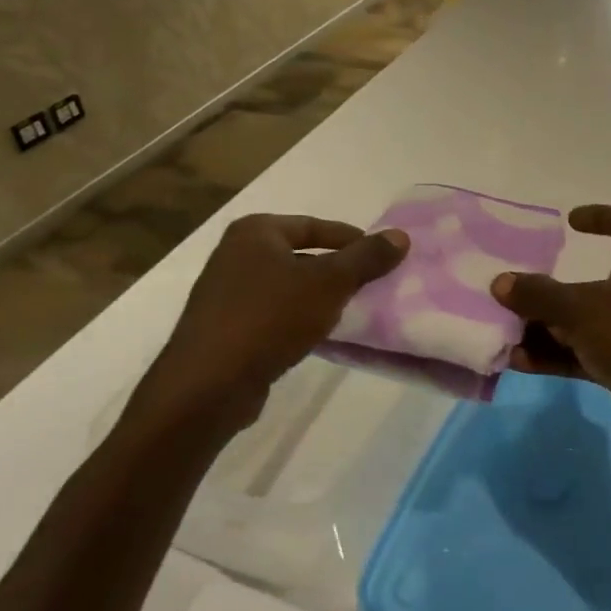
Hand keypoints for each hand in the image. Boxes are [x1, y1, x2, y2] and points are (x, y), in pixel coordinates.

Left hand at [134, 214, 407, 433]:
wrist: (208, 384)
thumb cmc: (270, 318)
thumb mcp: (329, 283)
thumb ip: (366, 258)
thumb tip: (401, 236)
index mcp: (255, 232)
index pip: (314, 225)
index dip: (352, 239)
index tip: (381, 256)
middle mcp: (235, 255)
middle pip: (301, 254)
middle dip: (336, 270)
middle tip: (371, 284)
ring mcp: (225, 293)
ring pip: (287, 286)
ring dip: (318, 296)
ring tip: (351, 310)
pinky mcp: (225, 328)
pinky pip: (273, 313)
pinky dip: (298, 318)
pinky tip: (318, 335)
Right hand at [491, 205, 610, 472]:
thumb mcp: (582, 310)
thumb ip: (540, 295)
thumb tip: (501, 282)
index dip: (603, 216)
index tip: (570, 222)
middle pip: (596, 281)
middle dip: (553, 288)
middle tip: (516, 291)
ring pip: (586, 323)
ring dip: (548, 327)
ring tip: (505, 332)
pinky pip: (586, 356)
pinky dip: (557, 357)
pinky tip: (519, 364)